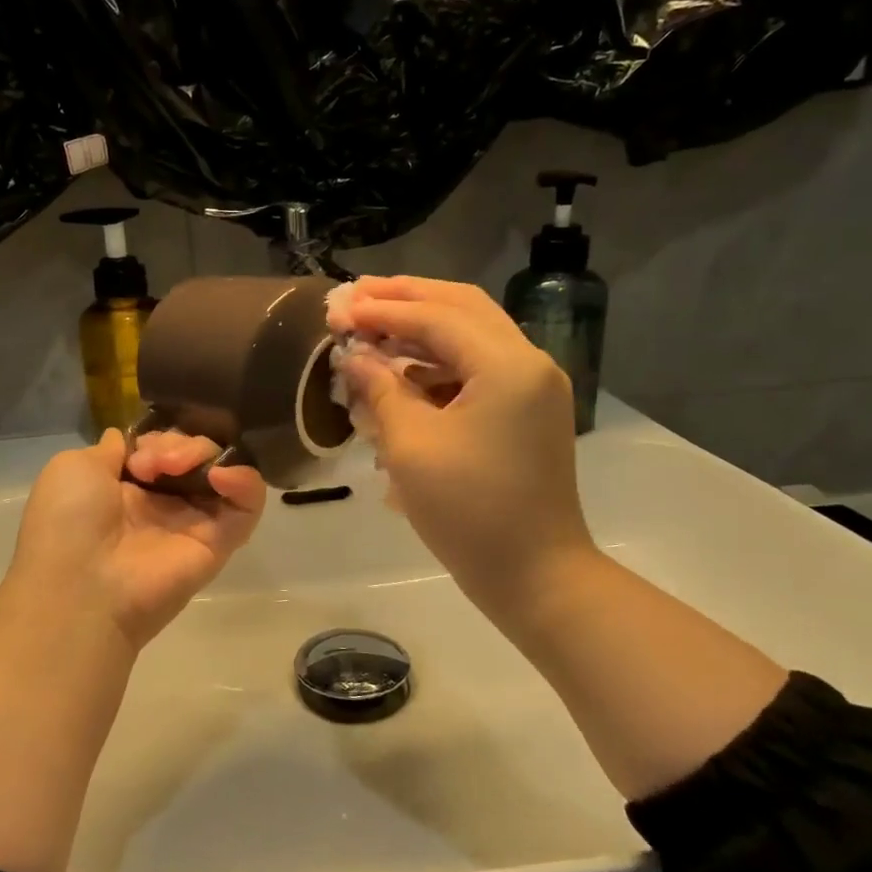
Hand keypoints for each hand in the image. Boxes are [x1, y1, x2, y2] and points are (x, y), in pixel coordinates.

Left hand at [9, 429, 267, 649]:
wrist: (80, 585)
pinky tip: (219, 475)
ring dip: (205, 453)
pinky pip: (248, 505)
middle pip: (194, 453)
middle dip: (178, 443)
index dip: (157, 437)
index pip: (163, 446)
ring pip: (222, 469)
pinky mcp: (221, 542)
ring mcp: (194, 522)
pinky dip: (245, 480)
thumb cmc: (68, 523)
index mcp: (127, 487)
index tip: (138, 452)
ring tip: (176, 467)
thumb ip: (110, 448)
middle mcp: (163, 503)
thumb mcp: (74, 467)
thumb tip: (127, 440)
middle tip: (152, 464)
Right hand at [330, 276, 594, 623]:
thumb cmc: (468, 512)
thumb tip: (353, 354)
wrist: (535, 575)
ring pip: (471, 333)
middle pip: (461, 307)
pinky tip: (401, 370)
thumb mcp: (411, 446)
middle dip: (405, 298)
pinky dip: (438, 360)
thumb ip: (380, 389)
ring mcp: (532, 387)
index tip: (336, 308)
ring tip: (371, 327)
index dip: (382, 309)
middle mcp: (529, 362)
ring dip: (421, 326)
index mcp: (507, 366)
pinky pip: (478, 367)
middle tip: (355, 296)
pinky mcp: (526, 410)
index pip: (436, 316)